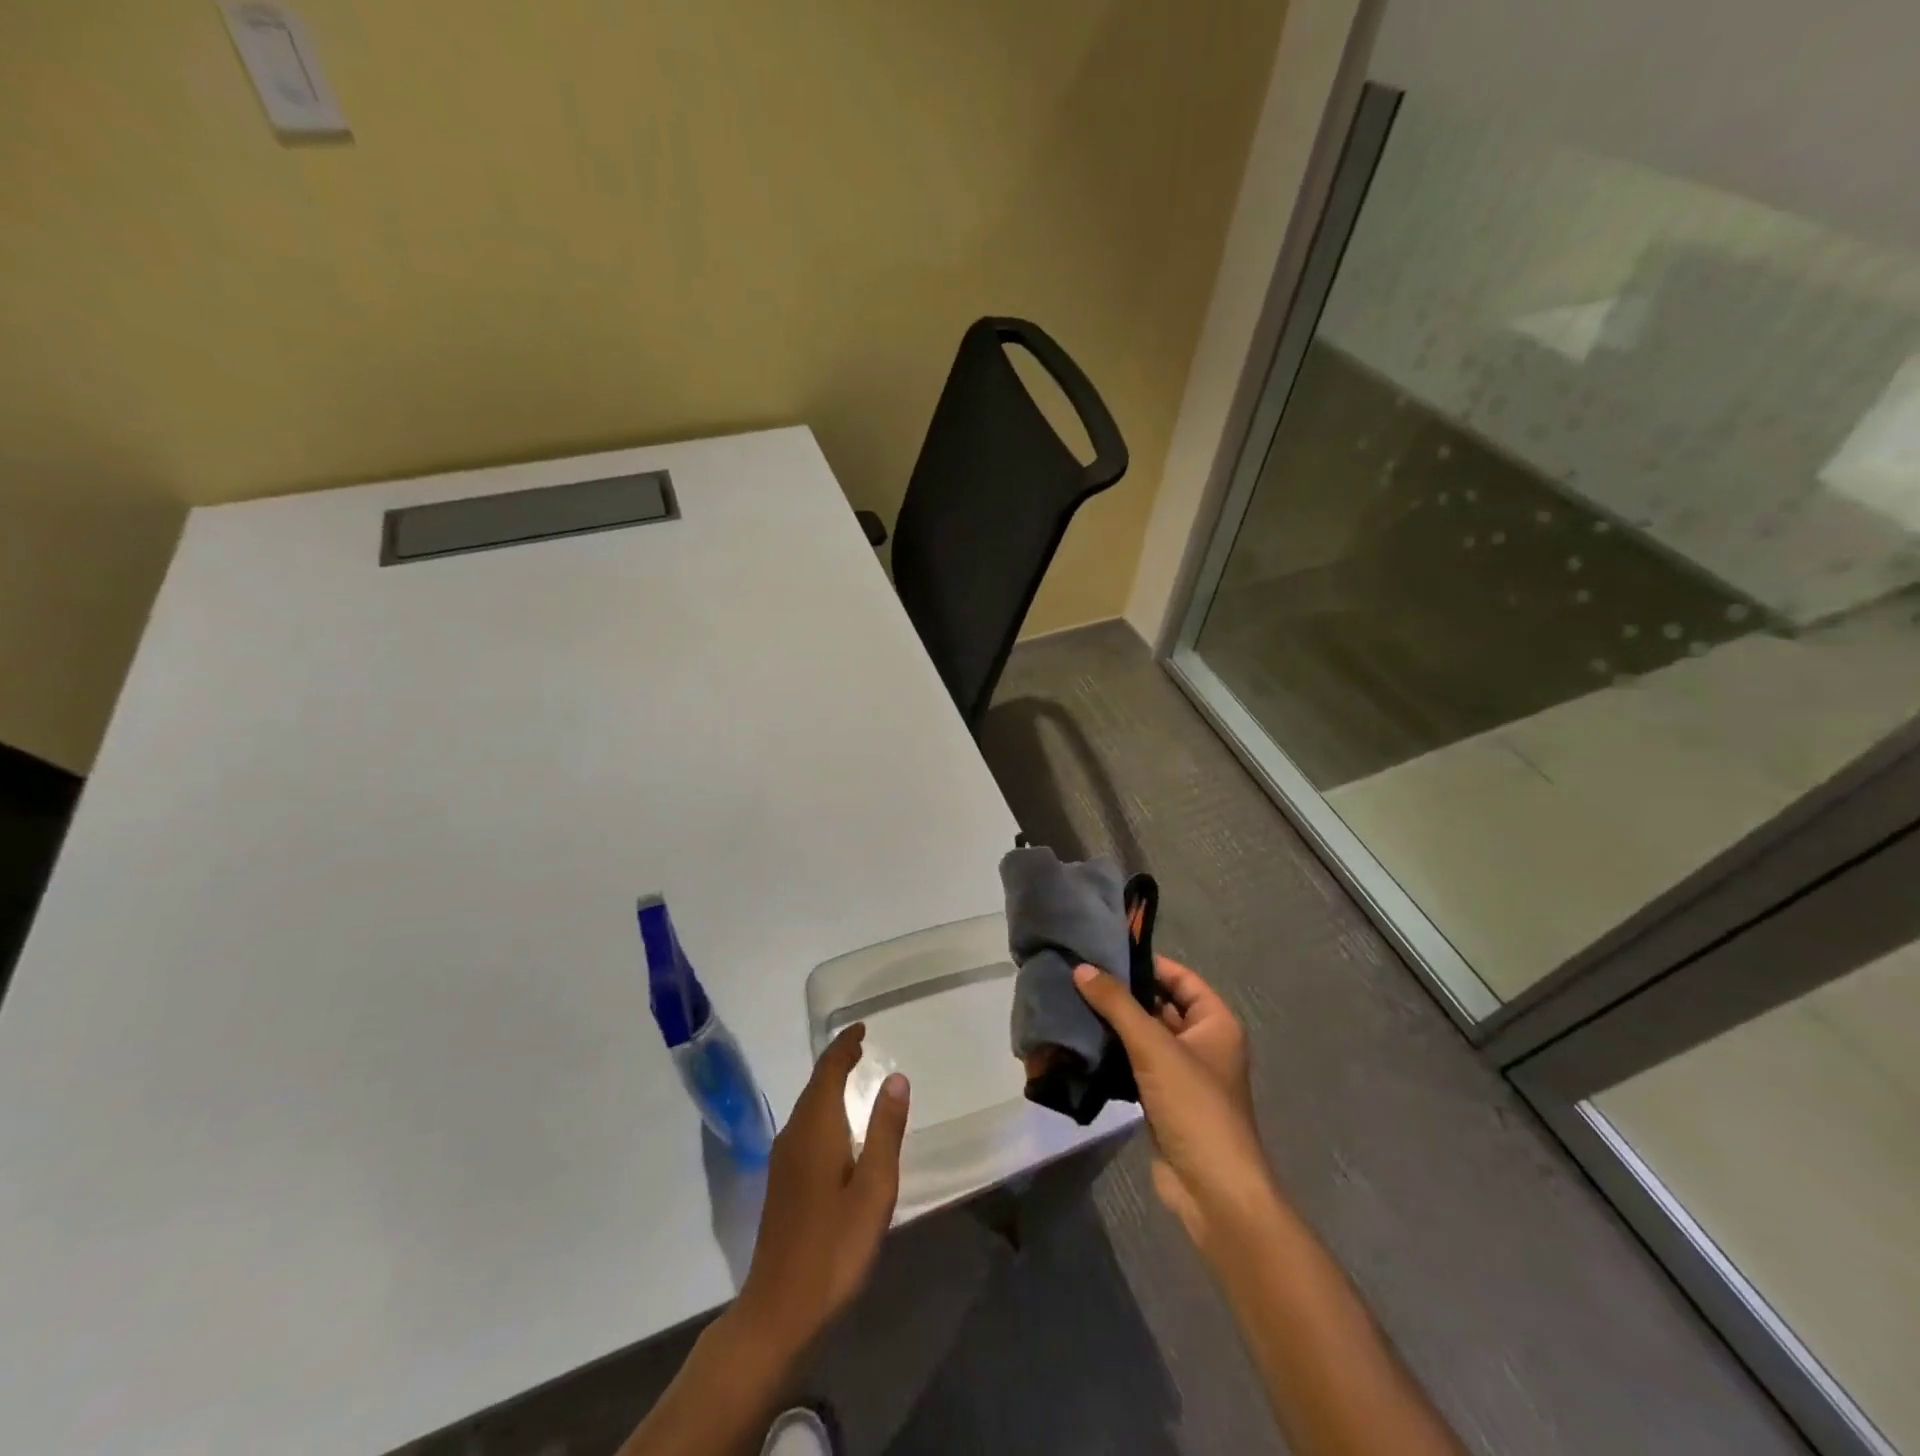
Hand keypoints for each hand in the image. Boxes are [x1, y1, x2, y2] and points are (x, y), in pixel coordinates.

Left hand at [734, 1024, 909, 1360]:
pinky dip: (822, 1108)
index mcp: (816, 1128)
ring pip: (807, 1106)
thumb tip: (896, 1077)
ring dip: (828, 1084)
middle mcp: (794, 1135)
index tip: (861, 1027)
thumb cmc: (835, 1247)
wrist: (779, 1310)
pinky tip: (835, 1125)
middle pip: (815, 1085)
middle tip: (861, 1046)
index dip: (844, 1046)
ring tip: (852, 1074)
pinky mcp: (782, 1182)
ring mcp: (783, 1159)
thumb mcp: (874, 1188)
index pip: (828, 1071)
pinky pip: (804, 1125)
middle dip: (836, 1061)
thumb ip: (885, 1130)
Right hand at [1073, 957, 1272, 1251]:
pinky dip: (1112, 1055)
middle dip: (1123, 994)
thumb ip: (1117, 1005)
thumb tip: (1081, 968)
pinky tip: (1080, 1043)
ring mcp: (1182, 1074)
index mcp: (1215, 1022)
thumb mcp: (1155, 1047)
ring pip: (1143, 1038)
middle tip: (1079, 975)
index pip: (1179, 977)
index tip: (1105, 951)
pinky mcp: (1162, 1100)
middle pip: (1159, 1005)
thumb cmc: (1195, 1106)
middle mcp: (1202, 1043)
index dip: (1146, 963)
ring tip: (1071, 1002)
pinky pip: (1134, 1066)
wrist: (1213, 1191)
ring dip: (1113, 1026)